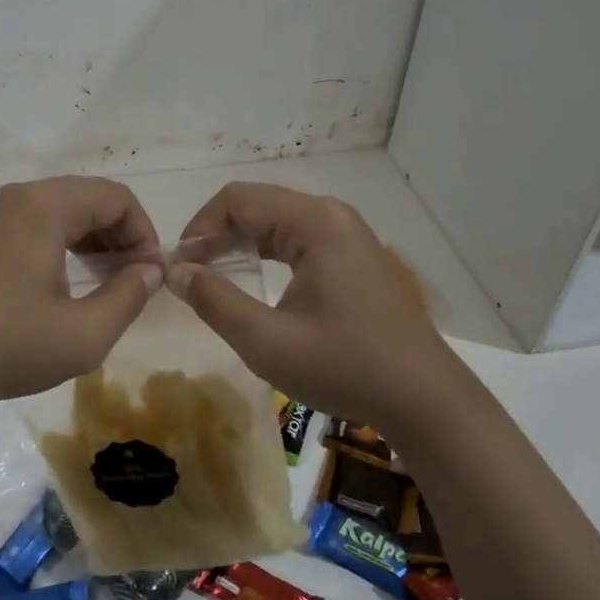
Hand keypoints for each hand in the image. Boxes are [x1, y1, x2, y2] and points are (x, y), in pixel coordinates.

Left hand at [0, 177, 161, 409]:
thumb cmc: (5, 348)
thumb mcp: (83, 335)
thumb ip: (129, 296)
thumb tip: (150, 270)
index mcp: (42, 207)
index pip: (114, 197)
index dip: (144, 231)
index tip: (151, 274)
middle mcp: (11, 198)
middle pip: (83, 197)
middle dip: (117, 233)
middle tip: (132, 278)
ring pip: (52, 209)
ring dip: (86, 237)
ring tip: (101, 280)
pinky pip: (24, 224)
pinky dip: (53, 241)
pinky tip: (55, 281)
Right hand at [168, 182, 453, 429]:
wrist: (425, 399)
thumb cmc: (345, 368)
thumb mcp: (267, 341)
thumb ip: (214, 300)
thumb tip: (174, 271)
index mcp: (314, 223)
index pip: (237, 200)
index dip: (198, 228)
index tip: (178, 267)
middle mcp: (332, 215)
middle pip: (257, 203)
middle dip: (215, 233)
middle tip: (189, 274)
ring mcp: (347, 233)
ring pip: (276, 219)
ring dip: (239, 240)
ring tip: (212, 275)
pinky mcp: (354, 254)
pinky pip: (298, 236)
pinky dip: (266, 250)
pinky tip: (253, 276)